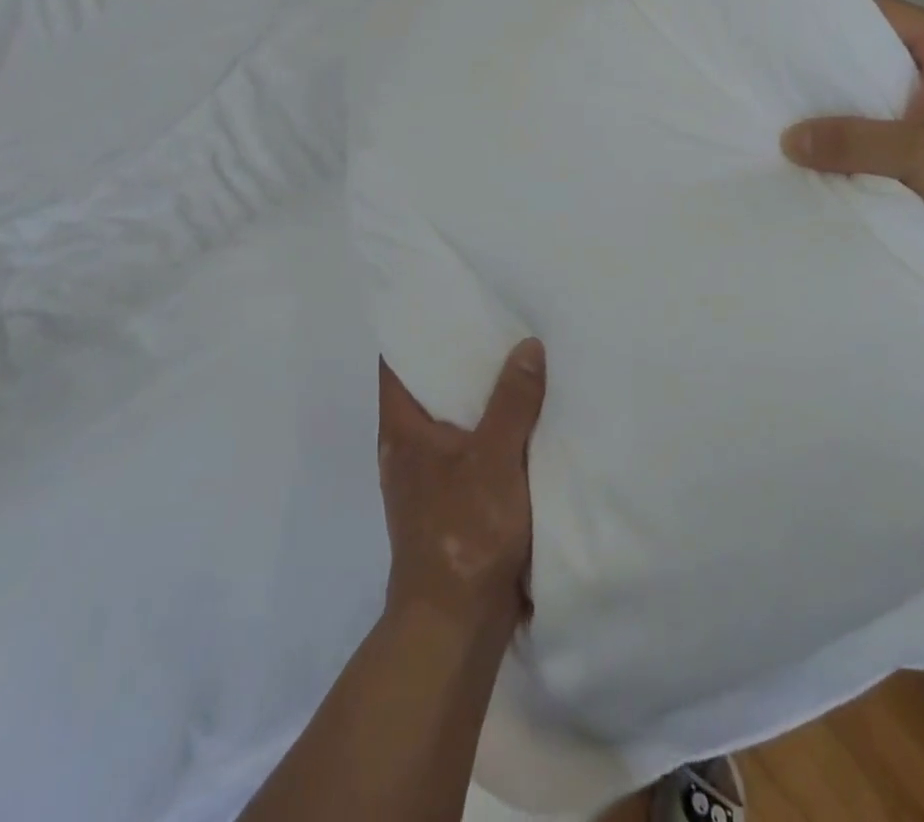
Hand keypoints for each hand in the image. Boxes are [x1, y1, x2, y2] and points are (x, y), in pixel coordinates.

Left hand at [377, 339, 546, 637]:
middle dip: (454, 356)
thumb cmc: (464, 532)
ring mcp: (425, 477)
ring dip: (475, 395)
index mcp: (401, 428)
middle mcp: (406, 446)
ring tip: (510, 359)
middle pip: (425, 386)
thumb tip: (527, 346)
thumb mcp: (495, 458)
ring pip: (449, 418)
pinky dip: (486, 428)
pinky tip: (519, 418)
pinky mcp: (448, 502)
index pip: (395, 361)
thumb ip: (512, 401)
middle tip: (491, 319)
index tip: (443, 299)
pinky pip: (466, 448)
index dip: (414, 327)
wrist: (455, 625)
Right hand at [782, 0, 923, 268]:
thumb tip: (787, 139)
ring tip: (787, 114)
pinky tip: (828, 150)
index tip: (777, 29)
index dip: (829, 16)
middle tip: (770, 77)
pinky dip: (865, 136)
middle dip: (829, 69)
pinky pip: (897, 127)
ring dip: (846, 108)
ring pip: (886, 96)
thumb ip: (852, 142)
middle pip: (879, 55)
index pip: (881, 12)